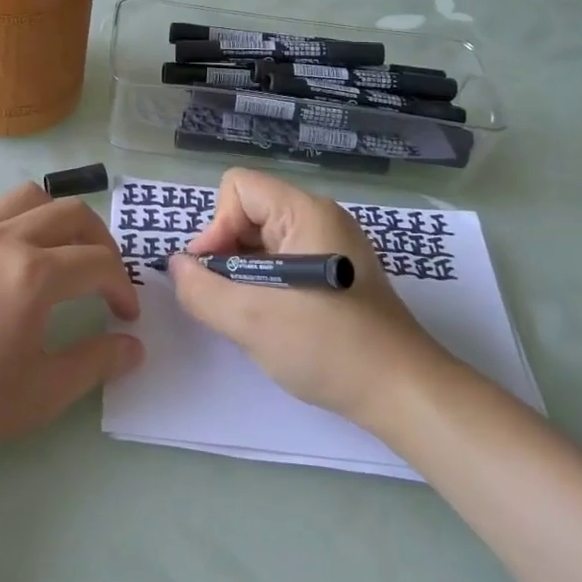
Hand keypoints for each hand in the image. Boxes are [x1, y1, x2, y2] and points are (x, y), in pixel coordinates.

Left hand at [0, 182, 142, 457]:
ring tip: (62, 250)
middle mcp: (6, 238)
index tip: (125, 316)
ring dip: (59, 217)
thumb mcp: (41, 393)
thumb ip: (95, 363)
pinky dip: (16, 219)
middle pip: (72, 213)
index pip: (100, 262)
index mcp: (35, 274)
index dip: (122, 287)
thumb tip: (134, 346)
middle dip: (102, 241)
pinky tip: (11, 252)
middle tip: (104, 276)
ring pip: (30, 196)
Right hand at [168, 169, 447, 424]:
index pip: (238, 187)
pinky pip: (284, 262)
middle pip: (249, 212)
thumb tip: (177, 267)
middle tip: (230, 300)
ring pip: (263, 241)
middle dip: (227, 253)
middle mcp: (320, 219)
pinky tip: (273, 321)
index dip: (217, 226)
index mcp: (306, 212)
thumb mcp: (250, 320)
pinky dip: (266, 286)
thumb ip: (200, 288)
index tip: (218, 273)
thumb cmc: (328, 346)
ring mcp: (332, 247)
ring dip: (245, 275)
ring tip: (250, 316)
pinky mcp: (337, 275)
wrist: (404, 394)